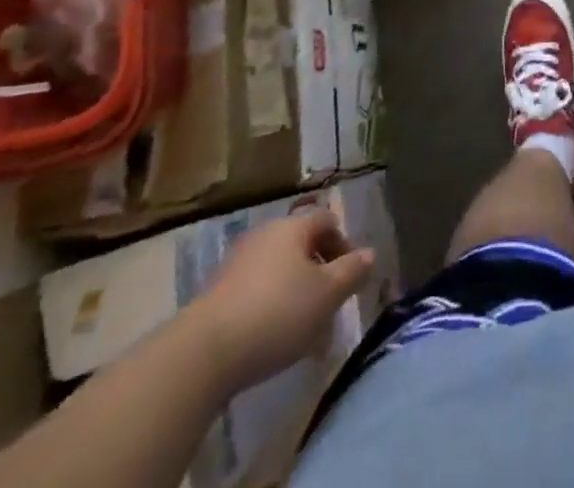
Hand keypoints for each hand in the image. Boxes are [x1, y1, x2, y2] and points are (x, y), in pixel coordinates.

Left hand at [190, 210, 374, 392]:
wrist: (203, 353)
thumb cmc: (276, 314)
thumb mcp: (326, 295)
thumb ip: (352, 272)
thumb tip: (370, 253)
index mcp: (292, 227)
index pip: (326, 220)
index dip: (343, 245)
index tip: (350, 278)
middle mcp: (265, 234)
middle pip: (302, 245)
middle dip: (320, 274)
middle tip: (330, 308)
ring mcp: (238, 262)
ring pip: (279, 271)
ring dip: (296, 294)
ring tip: (304, 333)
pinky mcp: (217, 292)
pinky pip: (256, 291)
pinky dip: (271, 307)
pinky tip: (273, 341)